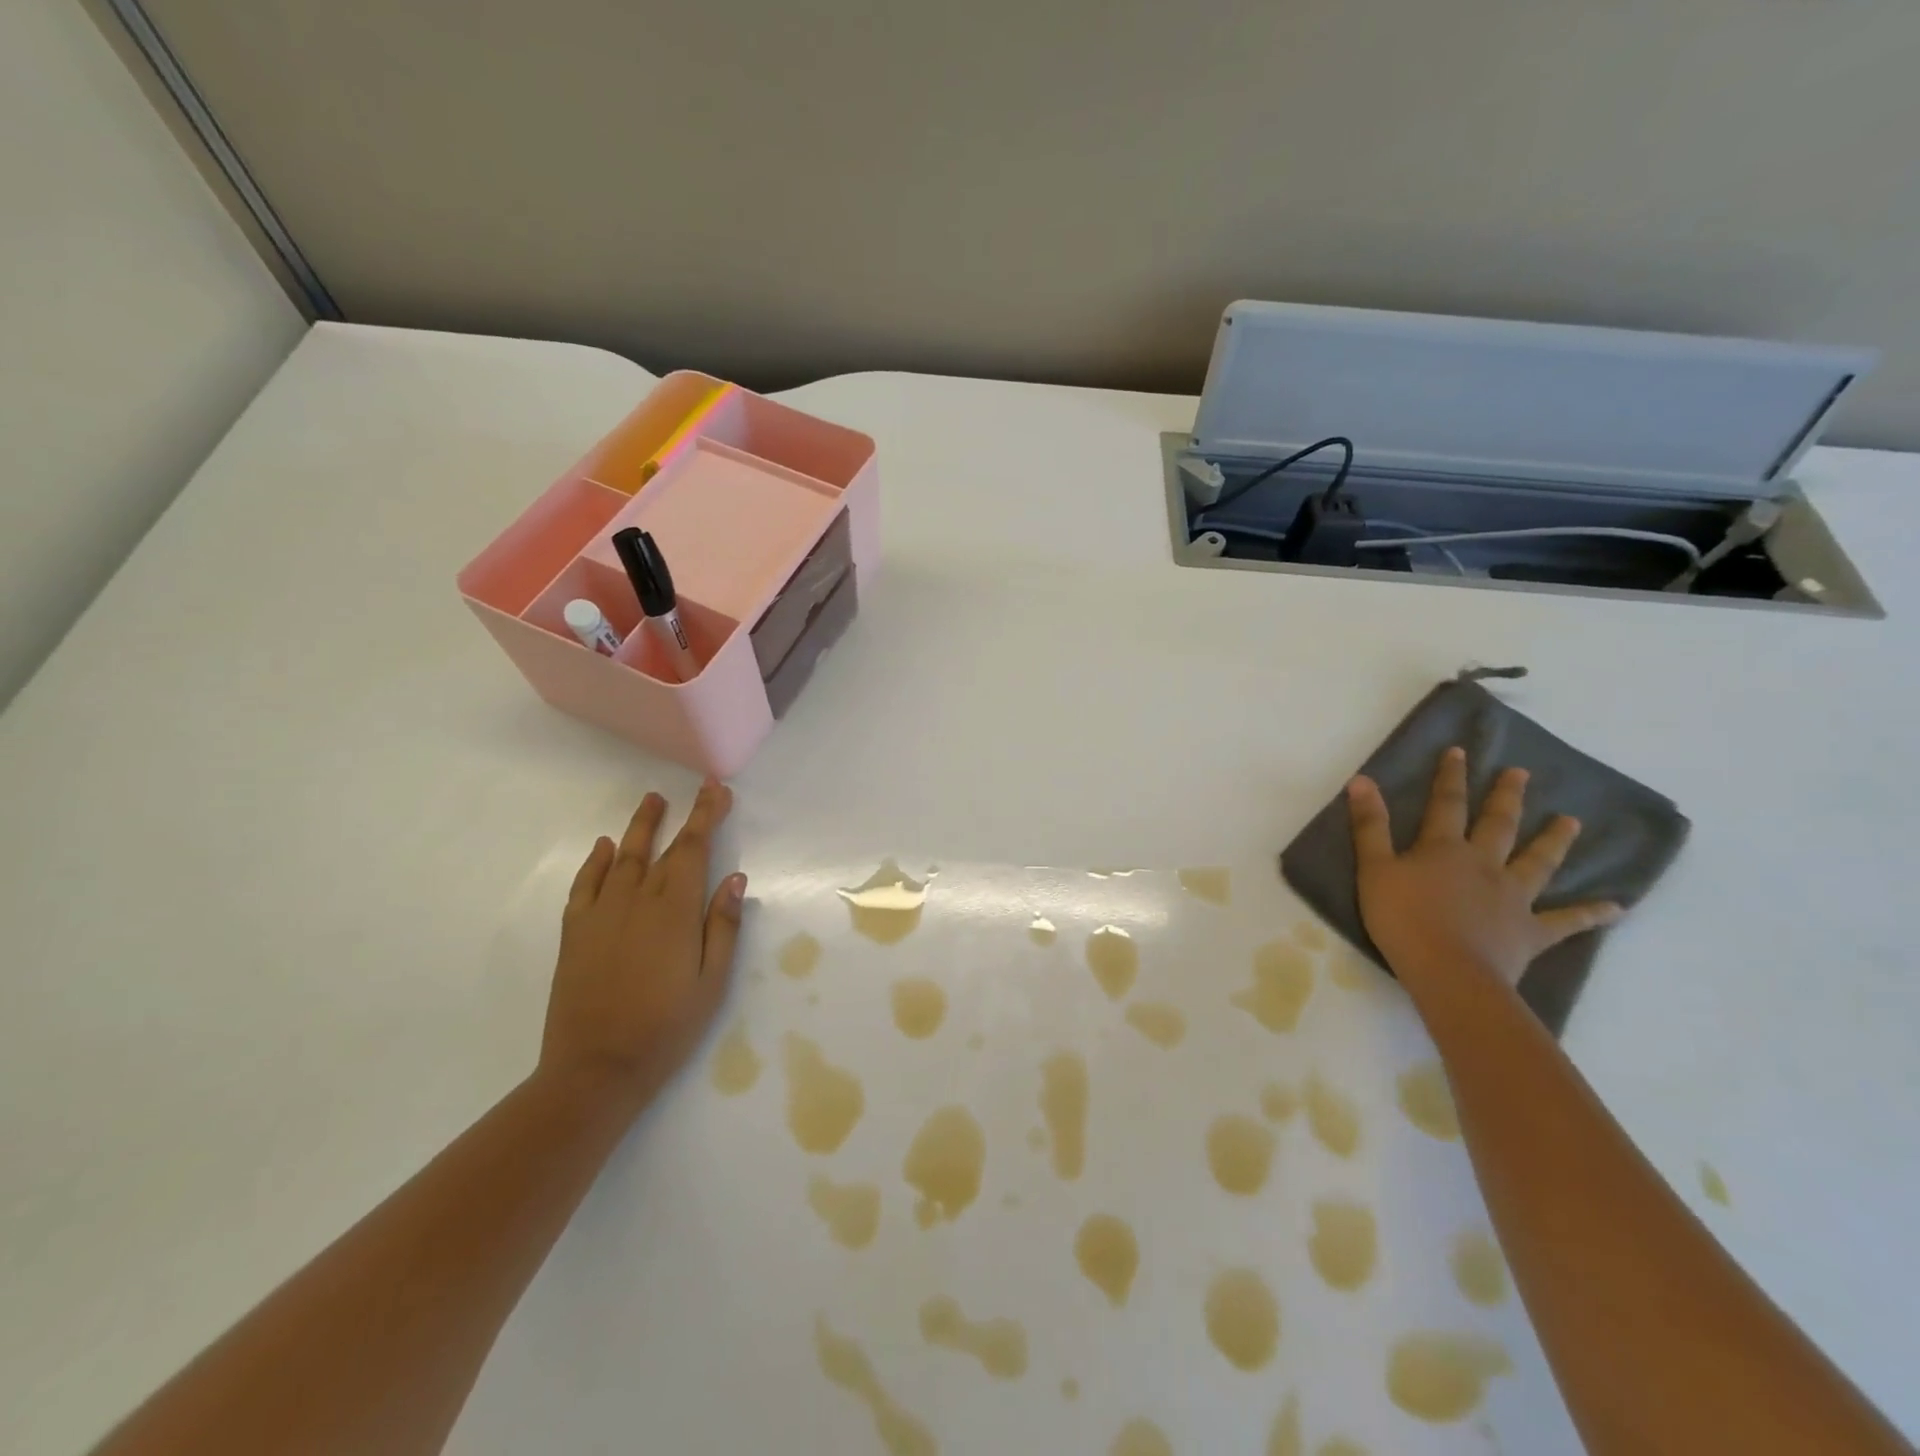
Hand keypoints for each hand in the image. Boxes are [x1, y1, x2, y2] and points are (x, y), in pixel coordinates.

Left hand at [539, 779, 745, 1109]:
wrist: (596, 1068)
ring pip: (622, 857)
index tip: (717, 791)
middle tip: (697, 790)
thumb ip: (722, 926)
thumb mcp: (712, 982)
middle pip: (663, 847)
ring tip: (652, 800)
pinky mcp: (576, 932)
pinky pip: (585, 885)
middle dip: (683, 816)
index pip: (694, 849)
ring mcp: (601, 914)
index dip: (707, 816)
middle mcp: (637, 900)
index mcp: (675, 910)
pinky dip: (595, 861)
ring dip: (640, 827)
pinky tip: (603, 847)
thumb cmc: (666, 1027)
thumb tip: (734, 878)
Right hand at [1347, 746, 1623, 987]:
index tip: (1460, 751)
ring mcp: (1513, 897)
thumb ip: (1370, 826)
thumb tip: (1362, 780)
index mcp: (1444, 849)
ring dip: (1555, 841)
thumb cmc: (1403, 919)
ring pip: (1538, 862)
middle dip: (1507, 797)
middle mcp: (1484, 864)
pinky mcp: (1531, 931)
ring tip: (1572, 821)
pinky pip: (1566, 922)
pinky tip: (1616, 908)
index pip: (1447, 804)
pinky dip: (1591, 914)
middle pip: (1499, 825)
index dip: (1451, 776)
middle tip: (1521, 774)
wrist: (1449, 972)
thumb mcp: (1374, 869)